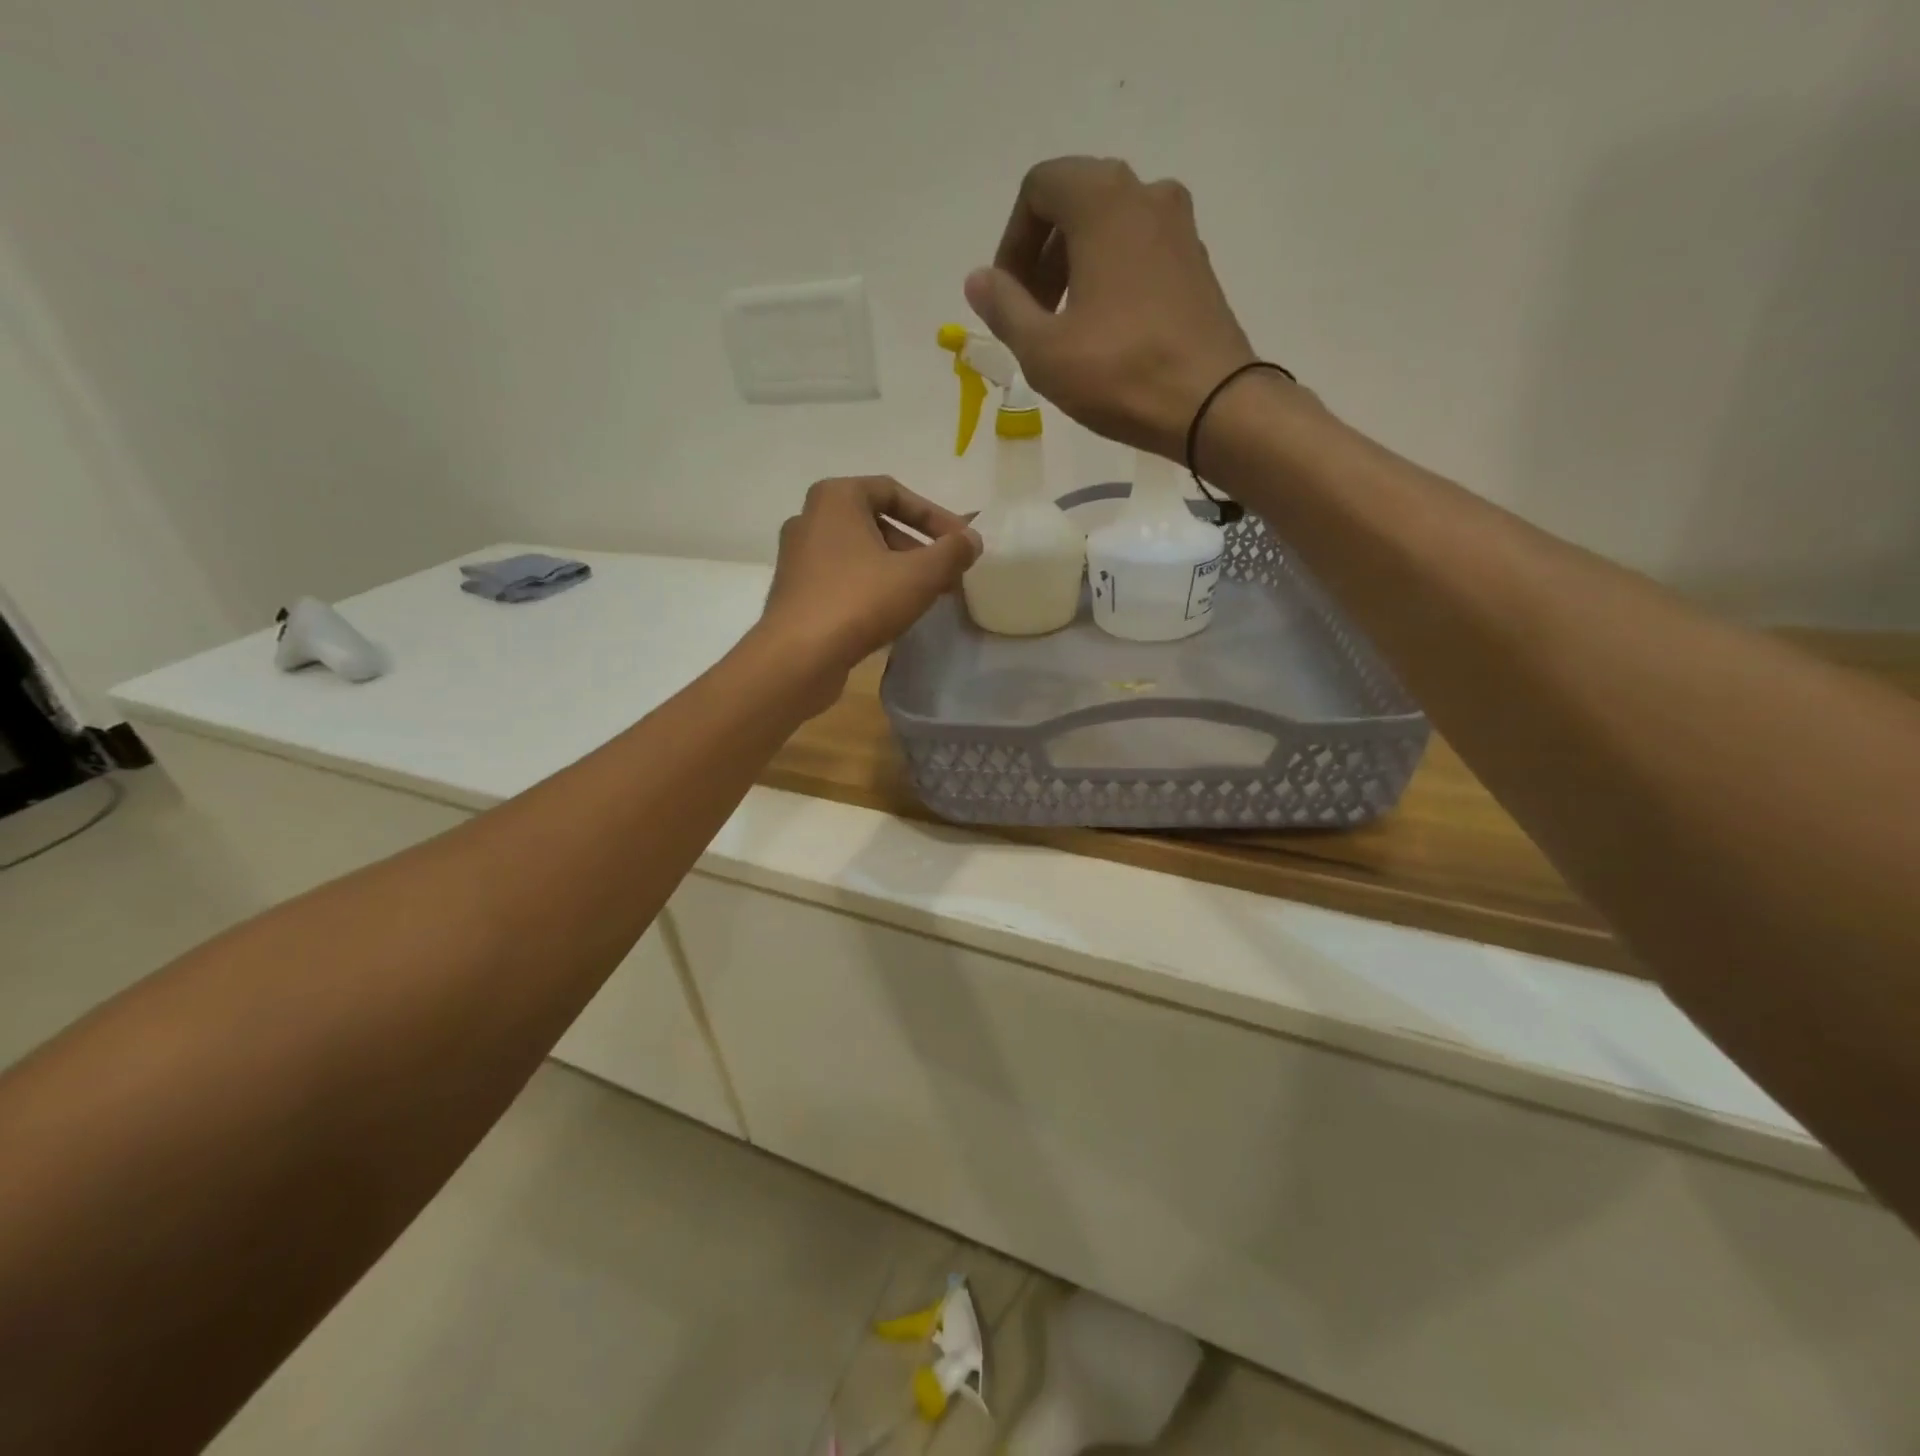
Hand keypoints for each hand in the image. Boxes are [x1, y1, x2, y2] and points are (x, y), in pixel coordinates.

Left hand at [758, 475, 980, 691]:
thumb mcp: (920, 575)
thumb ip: (952, 552)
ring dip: (896, 569)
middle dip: (917, 546)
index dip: (934, 515)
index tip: (959, 542)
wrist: (798, 657)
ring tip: (925, 595)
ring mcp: (797, 556)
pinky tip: (892, 613)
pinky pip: (842, 577)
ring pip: (859, 553)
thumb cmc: (860, 601)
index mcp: (835, 497)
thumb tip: (972, 540)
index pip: (894, 492)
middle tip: (945, 572)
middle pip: (876, 522)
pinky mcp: (795, 591)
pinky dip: (871, 586)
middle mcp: (810, 518)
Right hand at [964, 157, 1259, 460]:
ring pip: (1107, 229)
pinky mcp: (1196, 262)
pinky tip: (1104, 332)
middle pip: (1074, 204)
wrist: (1212, 404)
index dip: (1011, 242)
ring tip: (1064, 330)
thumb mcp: (1043, 349)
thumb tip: (978, 280)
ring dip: (1074, 270)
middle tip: (1030, 316)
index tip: (1006, 297)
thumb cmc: (1120, 372)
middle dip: (1041, 257)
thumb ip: (1004, 307)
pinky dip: (1109, 278)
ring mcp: (1179, 226)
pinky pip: (1138, 252)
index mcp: (1102, 199)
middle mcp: (1145, 193)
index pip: (1038, 189)